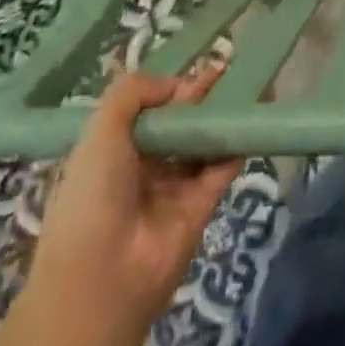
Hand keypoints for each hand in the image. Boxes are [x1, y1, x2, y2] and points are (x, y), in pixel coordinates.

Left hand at [26, 66, 243, 333]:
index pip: (148, 112)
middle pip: (180, 125)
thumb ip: (134, 92)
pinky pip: (222, 167)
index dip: (170, 89)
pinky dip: (237, 144)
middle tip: (230, 67)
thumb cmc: (92, 196)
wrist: (101, 278)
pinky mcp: (202, 206)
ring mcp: (175, 188)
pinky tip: (252, 116)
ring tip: (252, 83)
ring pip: (204, 143)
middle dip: (202, 97)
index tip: (194, 69)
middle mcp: (145, 168)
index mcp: (114, 152)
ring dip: (224, 116)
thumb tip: (177, 84)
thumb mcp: (100, 131)